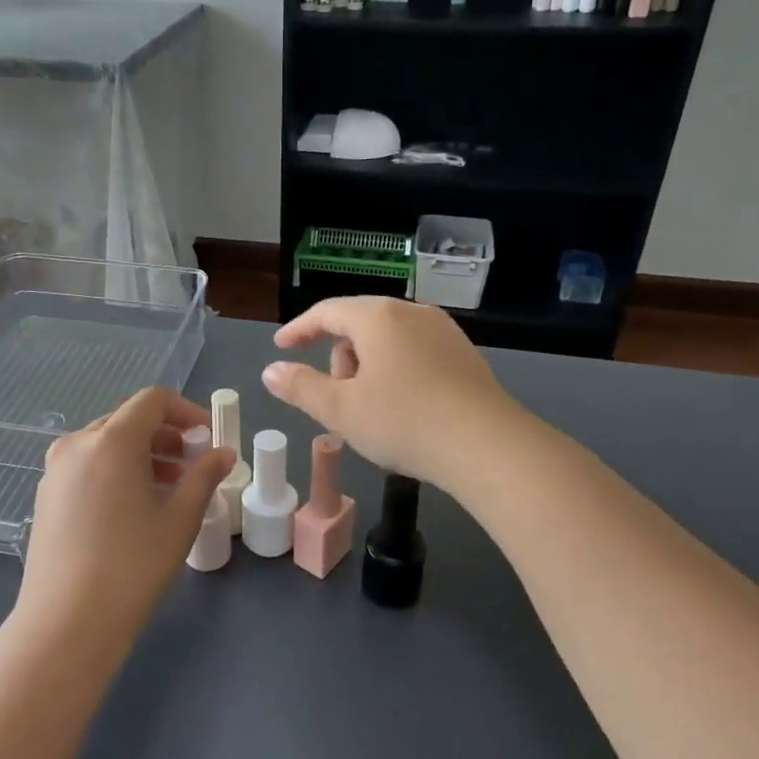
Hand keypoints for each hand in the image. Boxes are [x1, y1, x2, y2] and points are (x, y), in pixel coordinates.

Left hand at [16, 388, 233, 662]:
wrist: (66, 624)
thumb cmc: (132, 566)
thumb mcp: (179, 518)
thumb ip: (204, 476)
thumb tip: (224, 453)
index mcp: (109, 440)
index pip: (152, 401)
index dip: (186, 411)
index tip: (208, 437)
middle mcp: (76, 444)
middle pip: (127, 419)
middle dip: (165, 435)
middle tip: (193, 463)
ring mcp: (55, 470)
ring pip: (106, 443)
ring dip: (142, 453)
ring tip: (169, 487)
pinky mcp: (46, 495)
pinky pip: (87, 465)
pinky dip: (116, 470)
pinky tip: (133, 506)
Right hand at [262, 297, 525, 491]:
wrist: (487, 446)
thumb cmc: (404, 422)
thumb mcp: (340, 410)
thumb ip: (300, 386)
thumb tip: (271, 370)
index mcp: (377, 317)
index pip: (326, 312)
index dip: (299, 329)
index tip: (281, 347)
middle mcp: (411, 313)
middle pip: (359, 325)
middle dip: (339, 358)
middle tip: (338, 400)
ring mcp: (443, 331)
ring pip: (388, 340)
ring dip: (368, 368)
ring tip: (372, 410)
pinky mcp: (464, 354)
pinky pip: (415, 353)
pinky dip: (397, 372)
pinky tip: (405, 409)